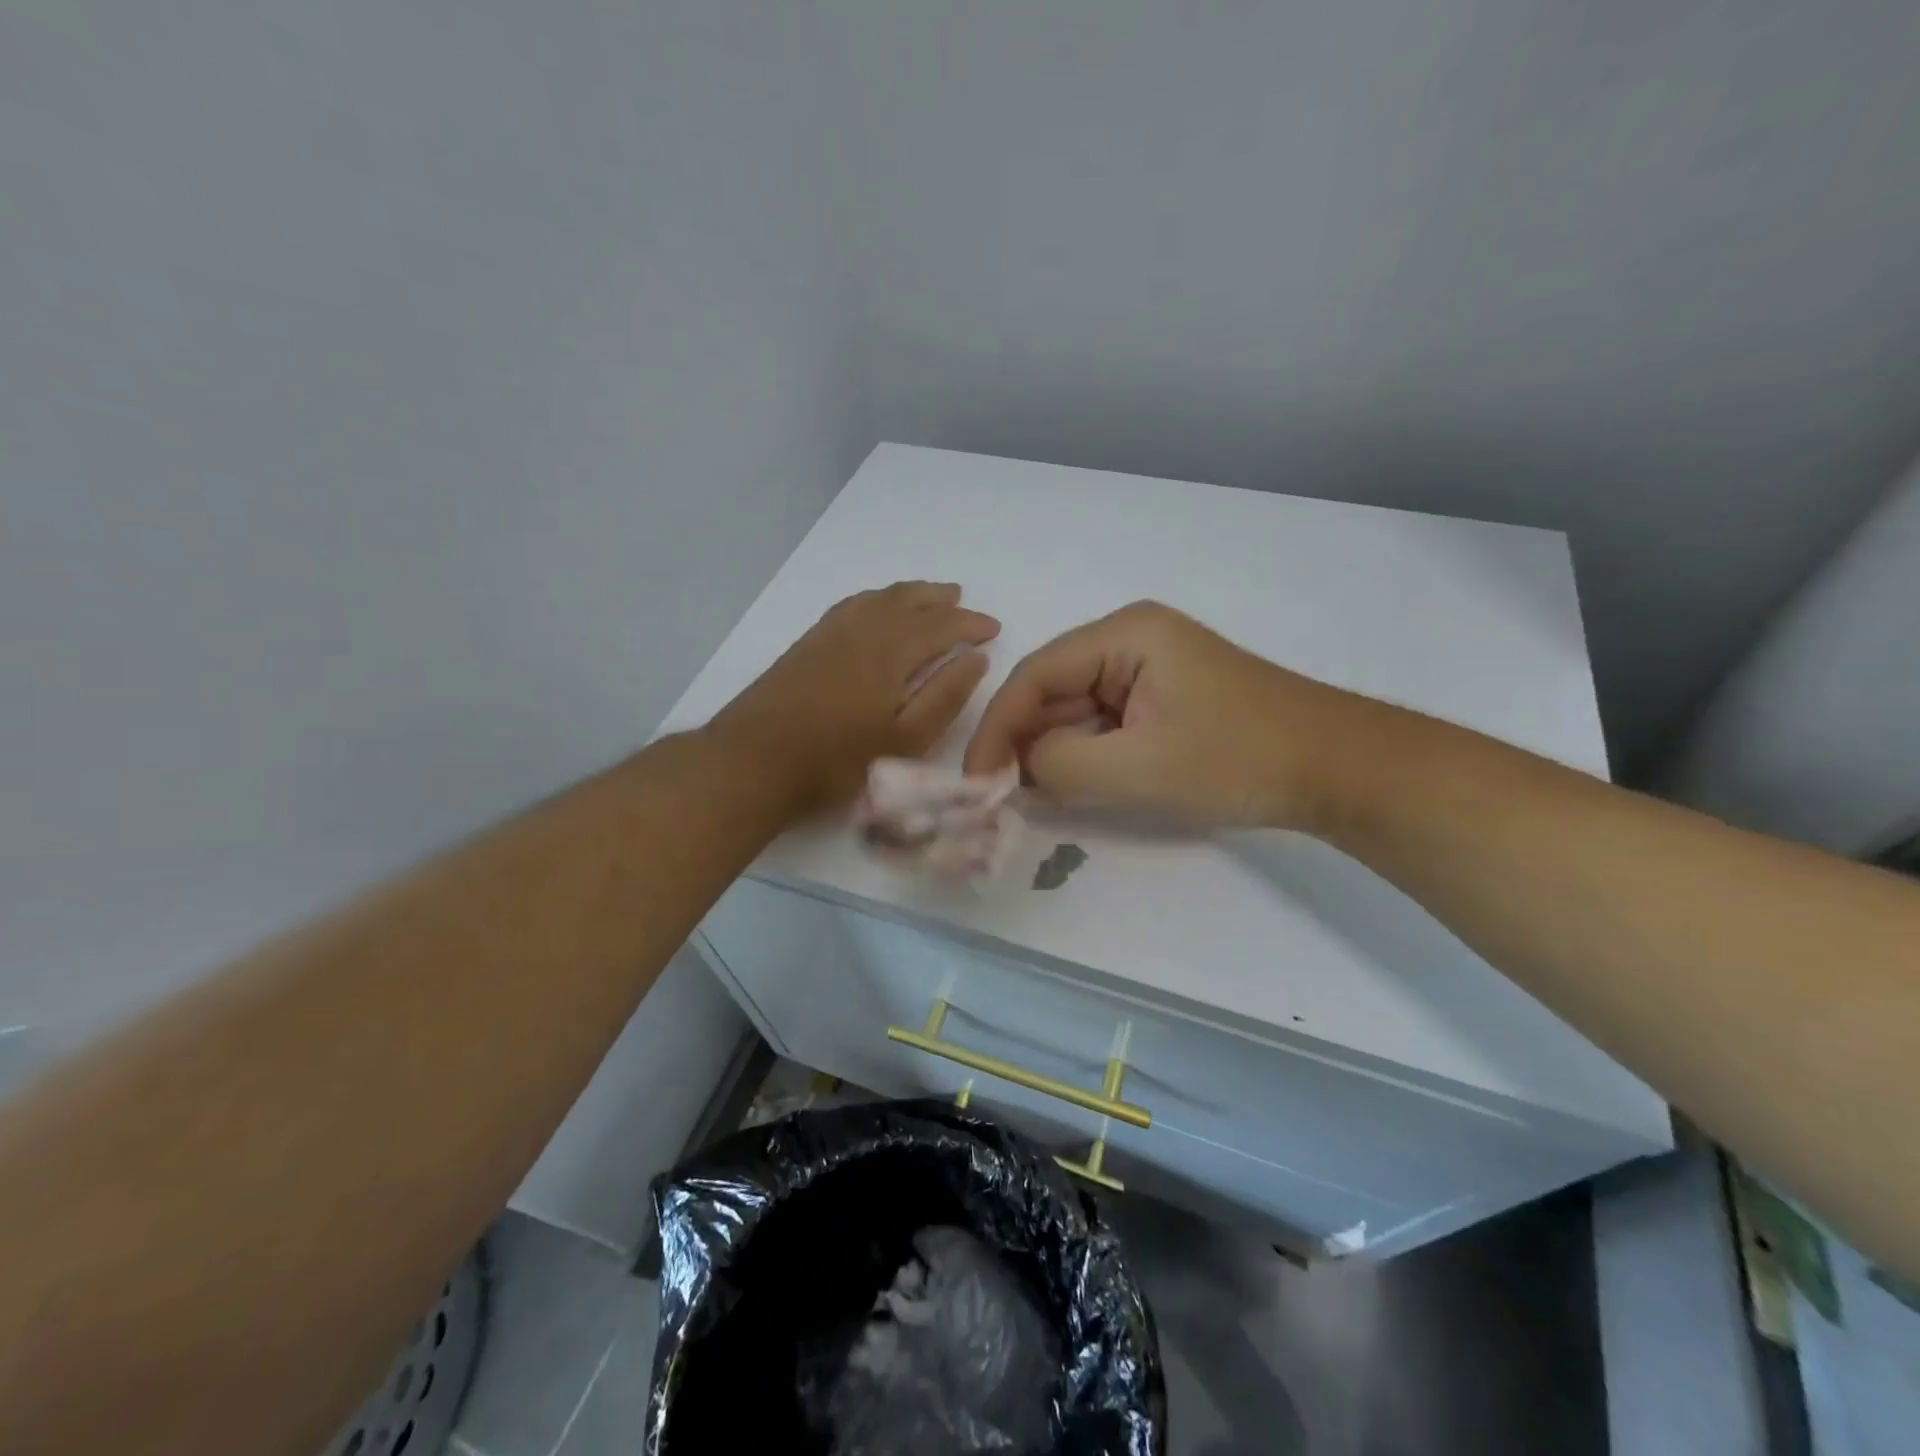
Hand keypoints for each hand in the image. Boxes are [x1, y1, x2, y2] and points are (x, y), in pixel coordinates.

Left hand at [714, 582, 999, 811]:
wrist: (753, 762)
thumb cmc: (837, 760)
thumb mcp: (905, 740)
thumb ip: (944, 696)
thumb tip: (975, 658)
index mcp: (891, 651)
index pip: (941, 625)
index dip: (970, 624)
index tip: (993, 629)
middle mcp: (862, 630)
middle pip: (908, 601)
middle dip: (940, 600)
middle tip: (963, 602)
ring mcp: (829, 633)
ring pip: (878, 598)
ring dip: (908, 594)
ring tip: (927, 596)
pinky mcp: (807, 644)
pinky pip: (852, 605)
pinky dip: (875, 599)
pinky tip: (875, 609)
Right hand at [962, 601, 1363, 829]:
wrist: (1336, 767)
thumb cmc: (1240, 758)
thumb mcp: (1140, 767)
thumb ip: (1062, 765)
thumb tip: (1018, 768)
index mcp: (1125, 635)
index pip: (1035, 675)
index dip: (997, 726)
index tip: (975, 778)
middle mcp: (1130, 640)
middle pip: (1053, 689)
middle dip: (1024, 741)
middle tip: (997, 795)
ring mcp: (1148, 668)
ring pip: (1076, 709)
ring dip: (1053, 751)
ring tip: (1029, 796)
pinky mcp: (1163, 697)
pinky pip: (1104, 723)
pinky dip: (1083, 754)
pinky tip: (1072, 786)